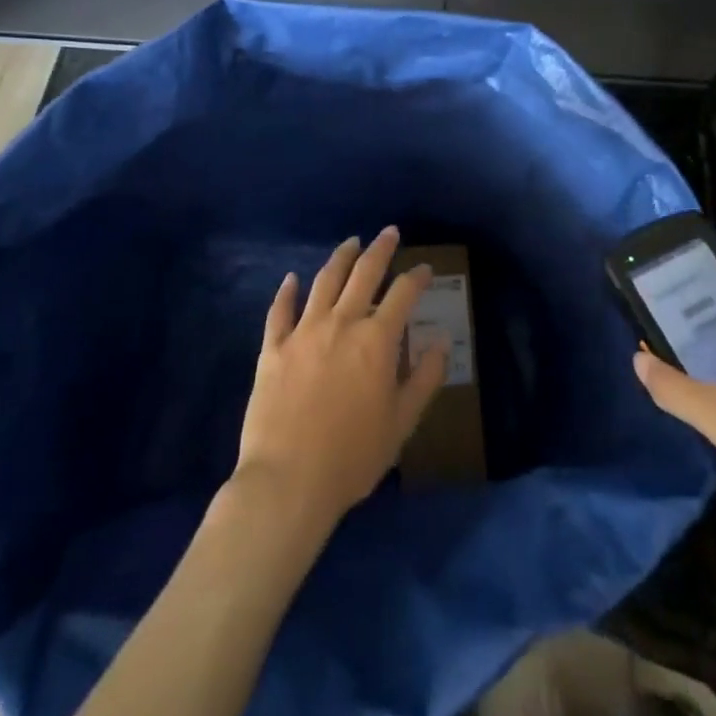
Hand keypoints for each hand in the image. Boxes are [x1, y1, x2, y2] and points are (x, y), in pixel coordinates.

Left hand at [235, 227, 448, 530]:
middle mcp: (342, 323)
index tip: (425, 269)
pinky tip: (291, 279)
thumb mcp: (402, 422)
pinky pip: (280, 311)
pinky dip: (287, 291)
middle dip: (380, 250)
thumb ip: (425, 378)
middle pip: (363, 274)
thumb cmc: (353, 456)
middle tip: (389, 232)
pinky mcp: (273, 349)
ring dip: (340, 258)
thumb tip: (441, 342)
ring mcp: (304, 332)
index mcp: (377, 340)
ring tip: (351, 243)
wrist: (288, 482)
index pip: (402, 294)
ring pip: (324, 282)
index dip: (417, 278)